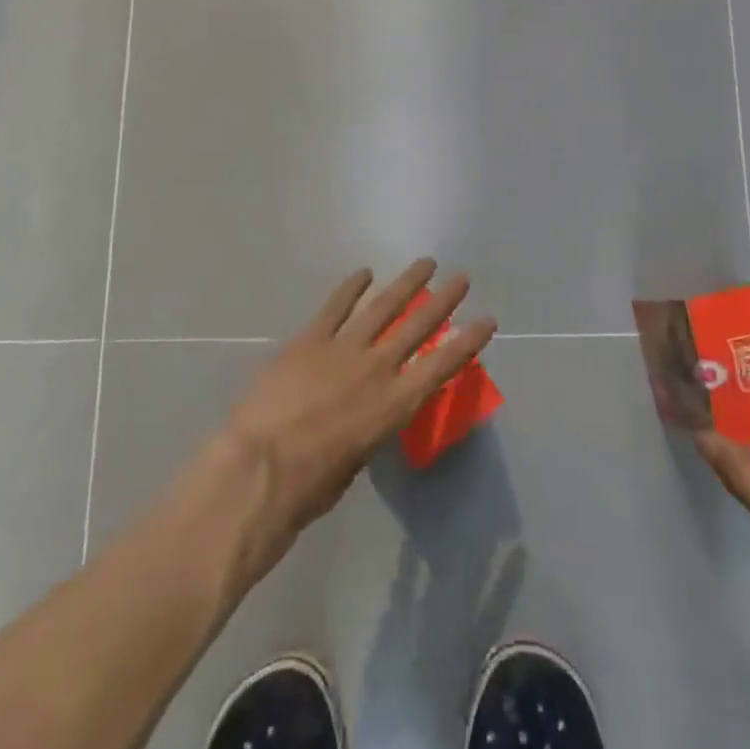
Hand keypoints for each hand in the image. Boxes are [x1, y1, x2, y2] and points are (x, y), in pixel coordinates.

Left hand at [222, 259, 496, 561]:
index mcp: (395, 404)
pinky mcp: (309, 340)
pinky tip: (364, 273)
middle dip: (444, 301)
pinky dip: (350, 288)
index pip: (442, 365)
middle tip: (462, 278)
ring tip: (425, 263)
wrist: (261, 466)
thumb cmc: (311, 486)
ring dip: (406, 283)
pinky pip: (334, 307)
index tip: (487, 320)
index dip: (468, 341)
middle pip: (418, 326)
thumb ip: (367, 431)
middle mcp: (377, 368)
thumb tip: (361, 416)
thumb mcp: (356, 463)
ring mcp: (343, 348)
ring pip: (382, 306)